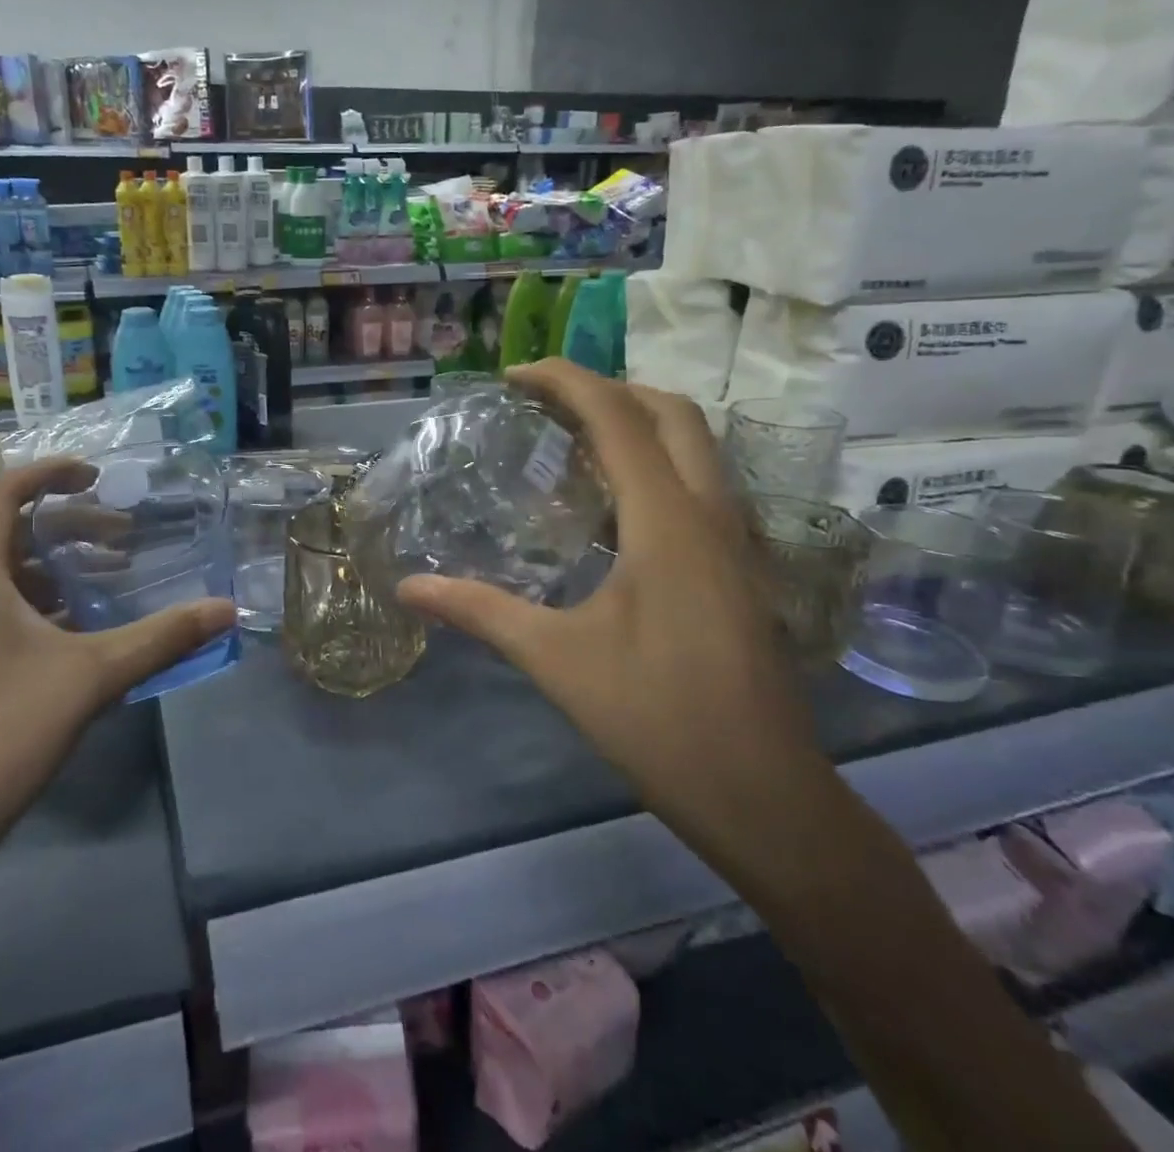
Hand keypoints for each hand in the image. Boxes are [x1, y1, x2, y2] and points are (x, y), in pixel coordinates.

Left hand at [0, 458, 235, 873]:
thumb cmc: (0, 734)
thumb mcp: (92, 677)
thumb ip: (161, 637)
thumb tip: (226, 609)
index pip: (5, 492)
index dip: (51, 472)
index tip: (99, 477)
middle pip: (14, 531)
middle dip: (72, 524)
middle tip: (125, 537)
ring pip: (11, 573)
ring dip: (62, 565)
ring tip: (114, 578)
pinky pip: (6, 608)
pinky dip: (48, 602)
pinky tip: (86, 630)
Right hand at [396, 363, 824, 851]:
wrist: (766, 797)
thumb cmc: (658, 719)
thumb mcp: (556, 660)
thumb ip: (479, 611)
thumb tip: (407, 588)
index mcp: (667, 520)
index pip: (617, 416)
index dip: (564, 380)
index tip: (513, 376)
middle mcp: (710, 513)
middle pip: (671, 411)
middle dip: (608, 389)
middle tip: (546, 404)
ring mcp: (736, 540)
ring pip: (695, 446)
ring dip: (637, 423)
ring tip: (572, 440)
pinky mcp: (740, 568)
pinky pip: (699, 484)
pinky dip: (655, 464)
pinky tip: (612, 506)